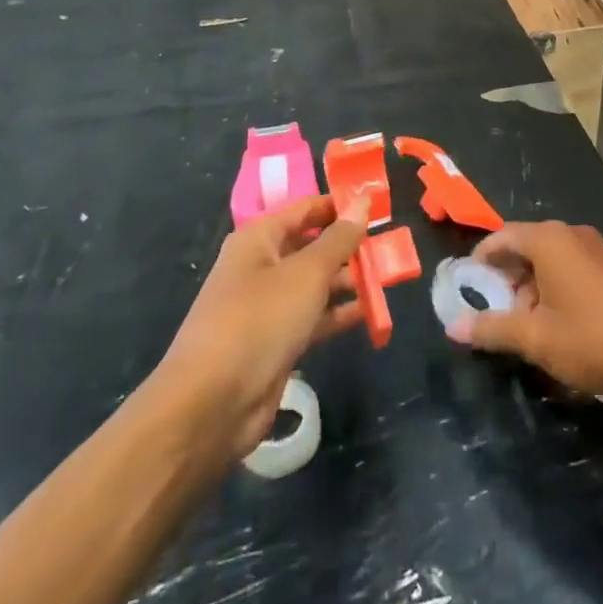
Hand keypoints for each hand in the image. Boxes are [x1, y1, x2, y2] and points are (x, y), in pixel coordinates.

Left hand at [153, 196, 367, 461]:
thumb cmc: (259, 320)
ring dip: (347, 280)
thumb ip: (339, 239)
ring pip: (315, 283)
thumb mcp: (306, 273)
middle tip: (390, 244)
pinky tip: (370, 312)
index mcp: (258, 239)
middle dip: (348, 245)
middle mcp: (261, 266)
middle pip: (311, 245)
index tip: (379, 205)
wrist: (212, 403)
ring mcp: (267, 305)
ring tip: (386, 276)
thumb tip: (362, 200)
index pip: (305, 209)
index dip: (340, 204)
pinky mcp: (275, 340)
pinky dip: (338, 313)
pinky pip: (313, 317)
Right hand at [447, 221, 602, 399]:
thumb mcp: (535, 338)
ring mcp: (595, 249)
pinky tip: (556, 324)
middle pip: (525, 245)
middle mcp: (571, 234)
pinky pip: (569, 266)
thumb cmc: (592, 339)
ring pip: (548, 258)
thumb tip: (454, 327)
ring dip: (530, 286)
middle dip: (507, 277)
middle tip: (496, 312)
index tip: (468, 287)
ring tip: (526, 325)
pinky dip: (553, 287)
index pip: (502, 236)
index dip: (481, 260)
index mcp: (549, 239)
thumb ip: (492, 329)